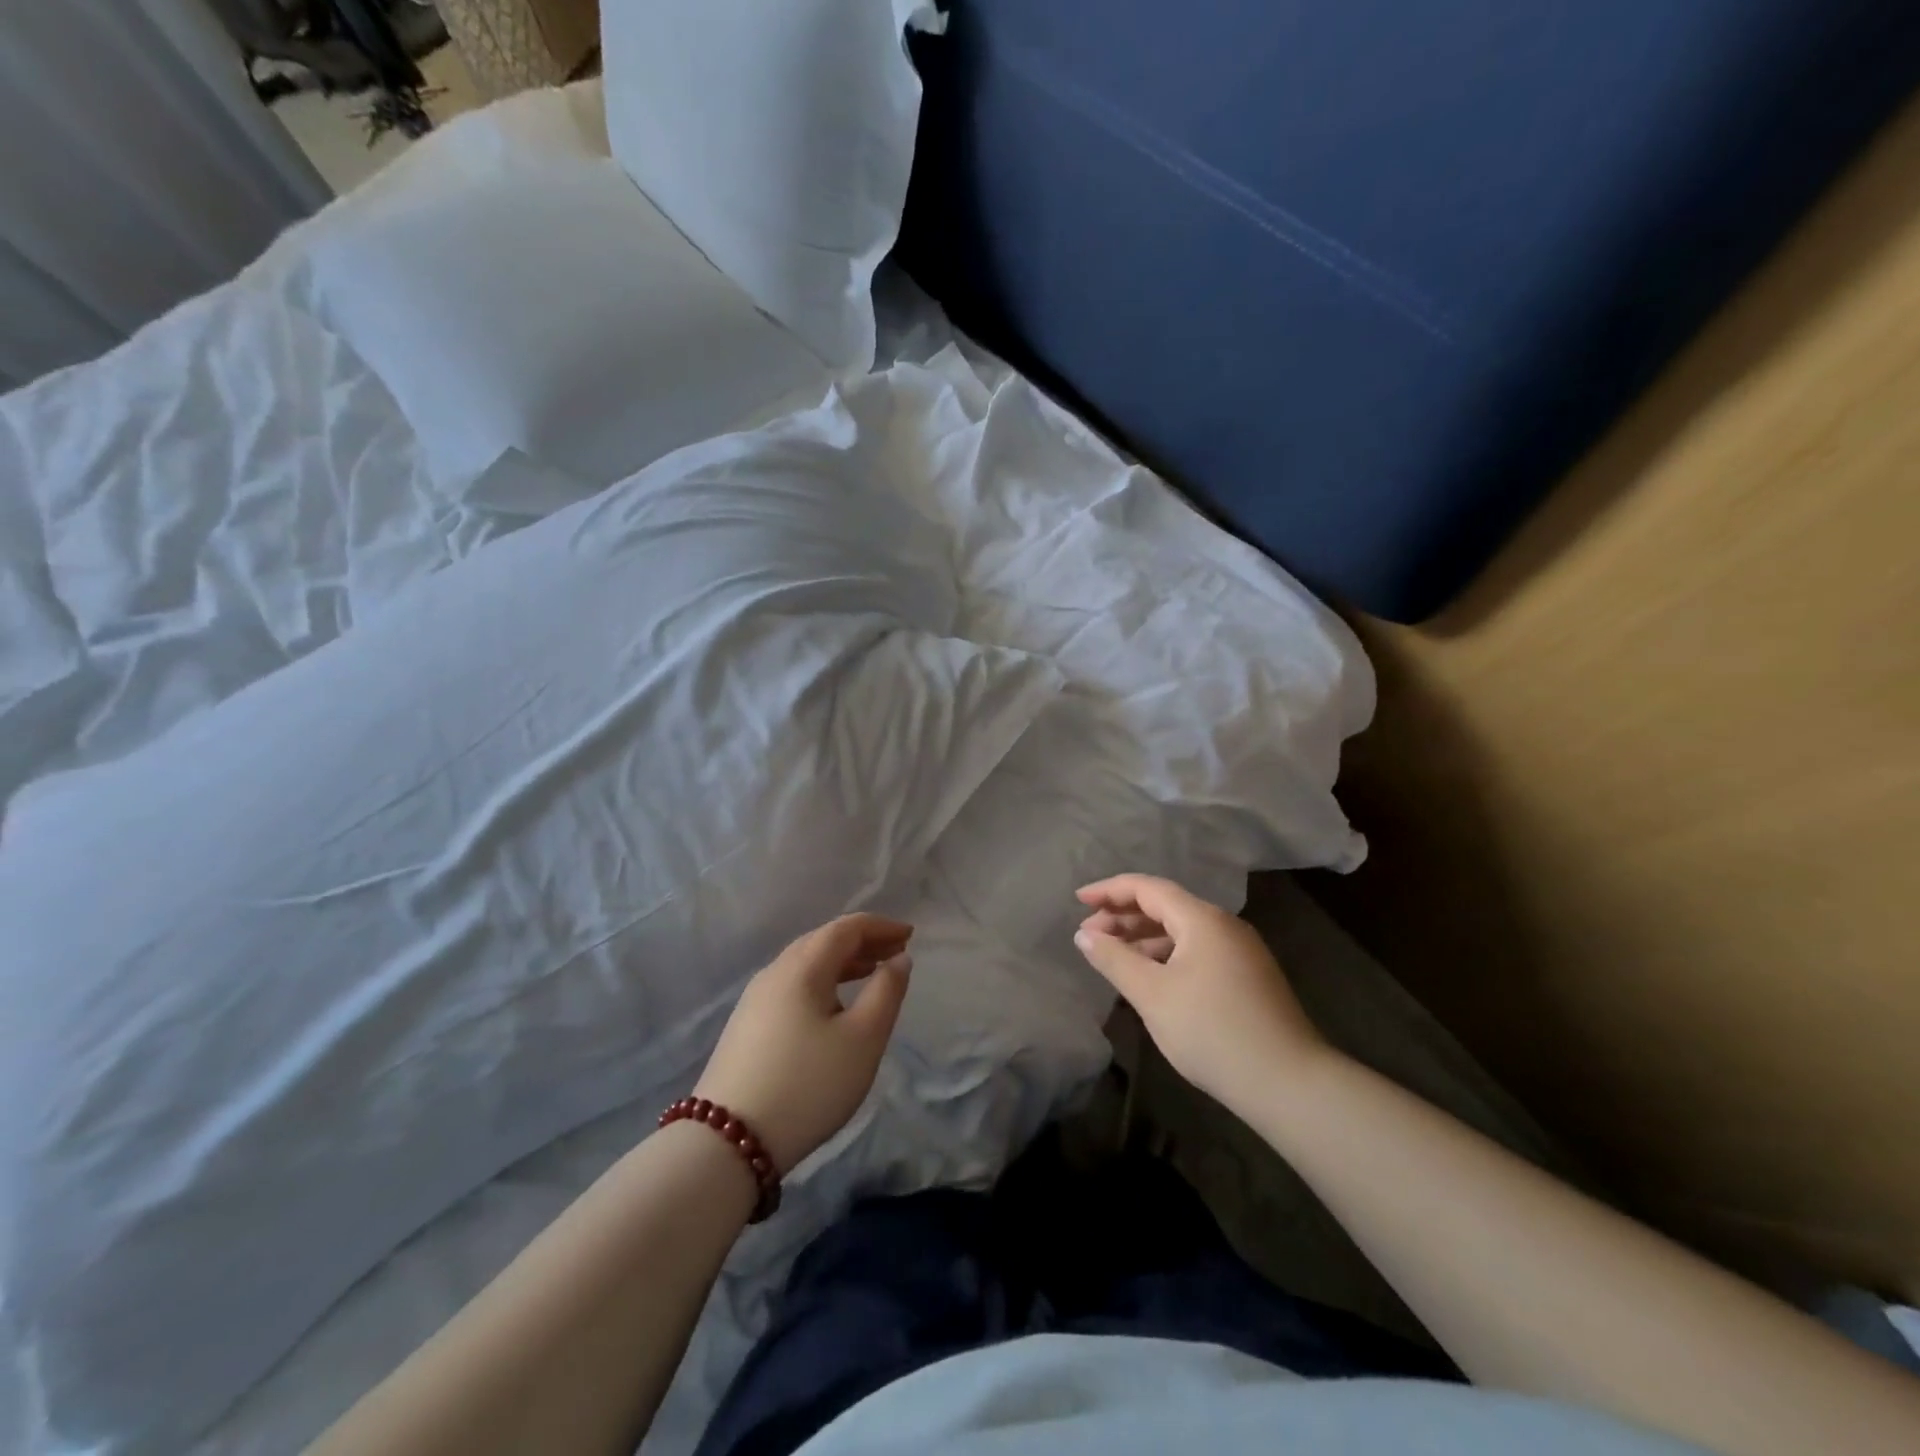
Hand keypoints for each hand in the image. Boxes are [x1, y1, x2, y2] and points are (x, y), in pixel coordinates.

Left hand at [694, 914, 912, 1174]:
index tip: (909, 934)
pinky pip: (792, 986)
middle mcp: (774, 973)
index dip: (880, 926)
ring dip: (842, 962)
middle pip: (822, 941)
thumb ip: (886, 991)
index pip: (845, 928)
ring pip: (805, 965)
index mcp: (802, 967)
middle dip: (862, 942)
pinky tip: (833, 1007)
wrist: (728, 1143)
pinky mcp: (746, 1027)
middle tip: (895, 952)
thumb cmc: (808, 1084)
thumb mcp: (863, 1039)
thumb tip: (898, 958)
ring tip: (871, 973)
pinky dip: (822, 982)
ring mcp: (754, 1000)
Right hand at [1074, 874, 1329, 1116]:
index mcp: (1202, 919)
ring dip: (1143, 937)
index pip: (1147, 888)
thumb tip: (1084, 935)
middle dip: (1123, 916)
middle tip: (1088, 935)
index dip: (1109, 891)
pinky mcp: (1248, 977)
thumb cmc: (1212, 1032)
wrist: (1290, 1084)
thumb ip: (1115, 959)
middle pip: (1165, 906)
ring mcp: (1240, 951)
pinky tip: (1149, 978)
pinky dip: (1166, 955)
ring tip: (1112, 956)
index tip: (1078, 901)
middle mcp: (1224, 925)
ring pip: (1182, 931)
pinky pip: (1197, 951)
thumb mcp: (1152, 995)